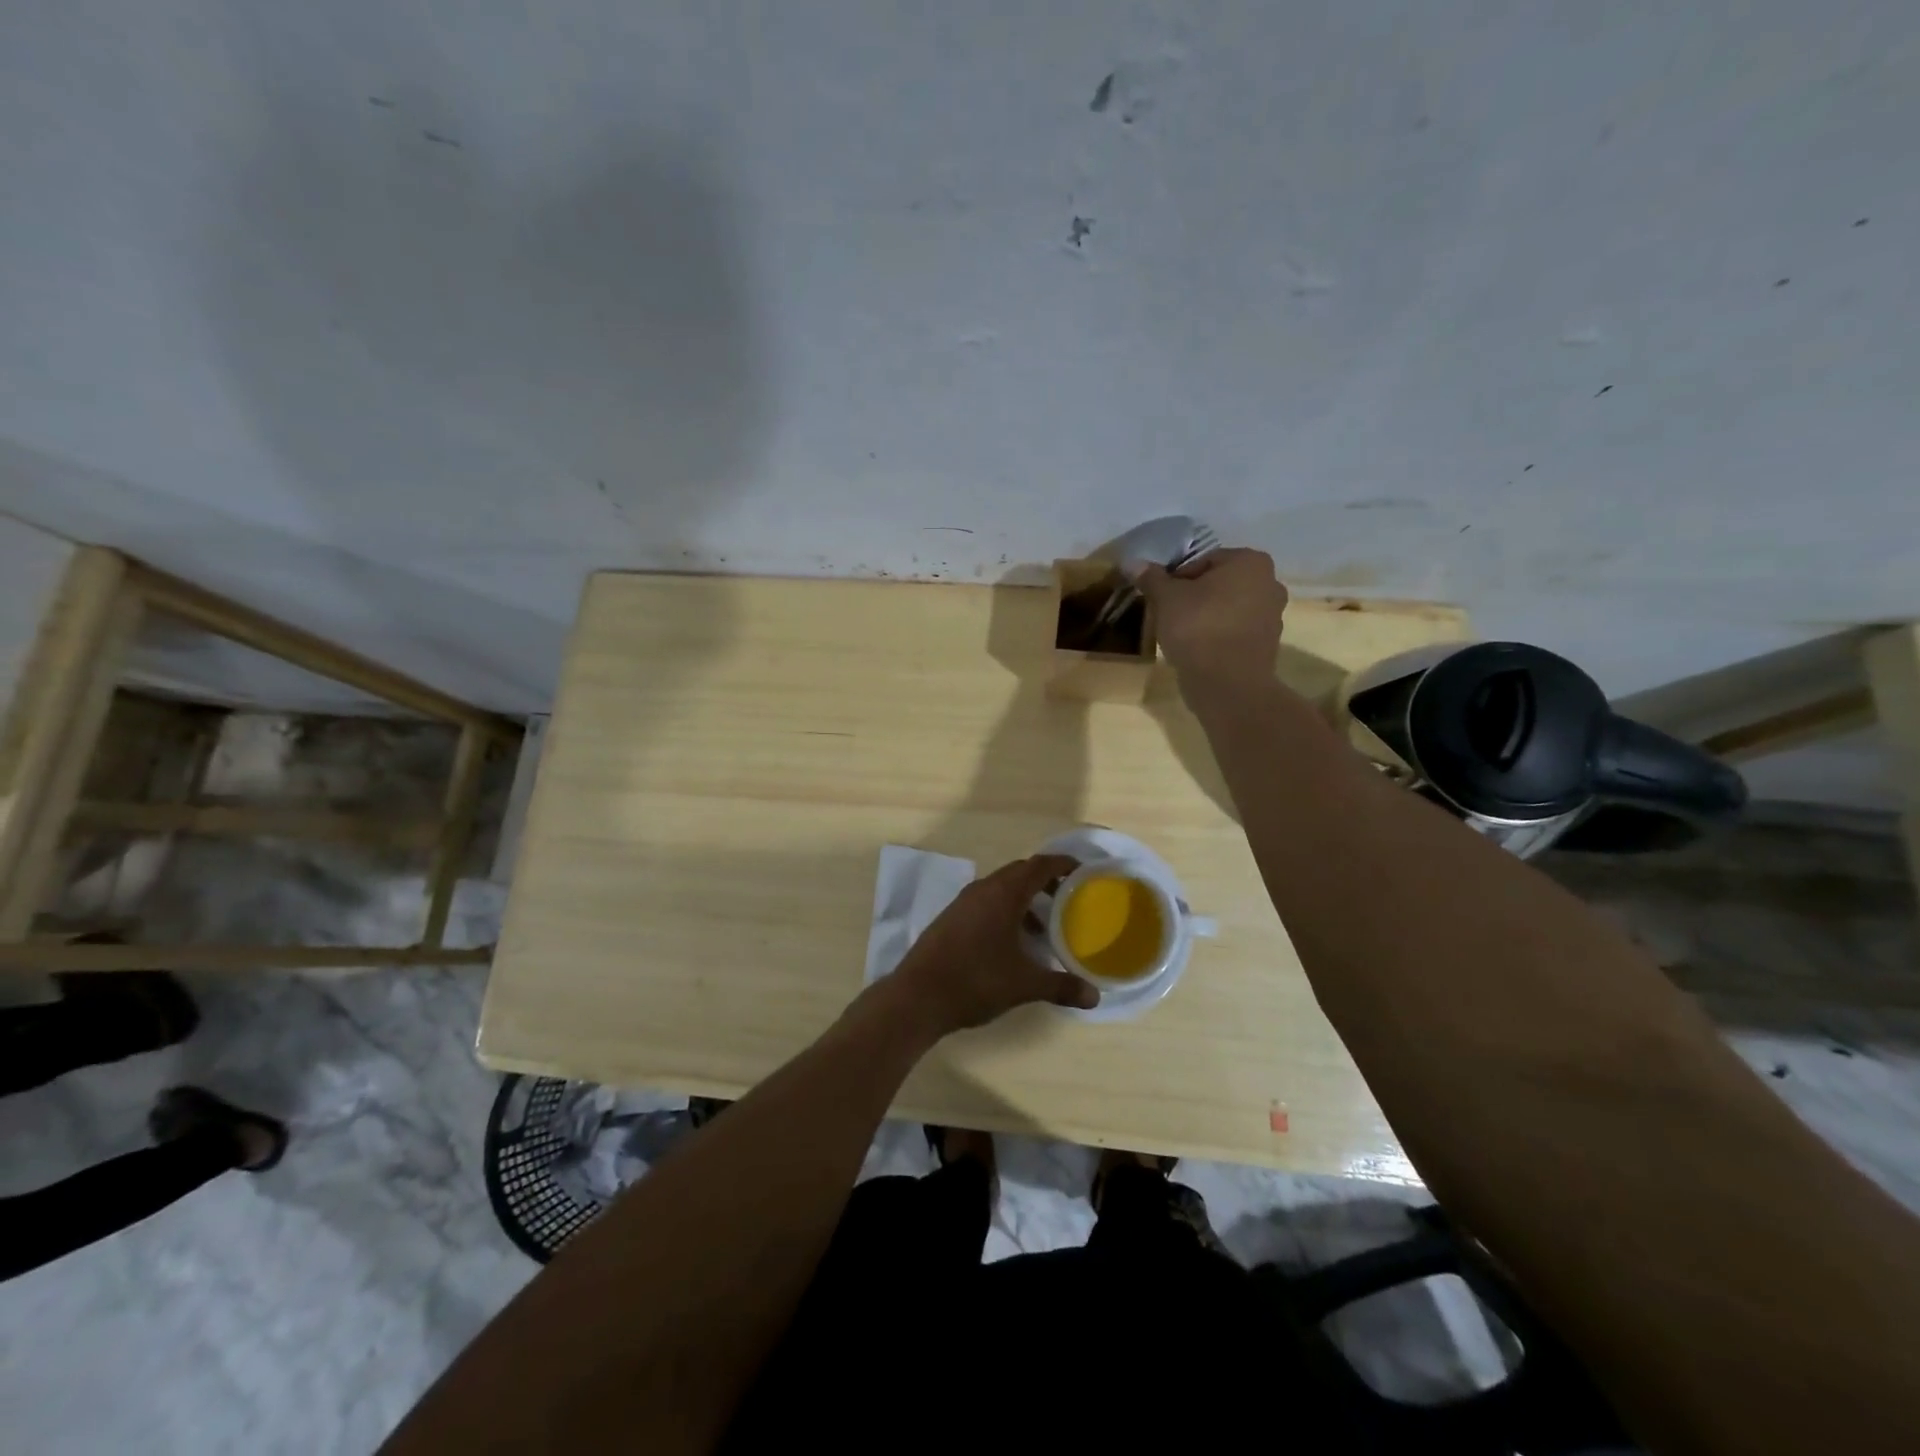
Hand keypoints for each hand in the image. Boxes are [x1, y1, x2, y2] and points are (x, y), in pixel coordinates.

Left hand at [887, 855, 1096, 1037]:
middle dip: (1045, 881)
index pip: (1038, 866)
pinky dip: (1005, 912)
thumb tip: (1094, 996)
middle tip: (1067, 898)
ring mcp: (963, 903)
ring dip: (1024, 900)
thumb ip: (1060, 986)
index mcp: (1003, 894)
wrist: (918, 996)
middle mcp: (983, 890)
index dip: (1062, 864)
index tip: (1082, 871)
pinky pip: (985, 903)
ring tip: (1043, 927)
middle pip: (1019, 873)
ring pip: (1000, 889)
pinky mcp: (950, 919)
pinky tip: (1011, 943)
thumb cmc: (976, 981)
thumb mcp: (1024, 985)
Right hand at [1130, 547, 1287, 688]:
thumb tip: (1133, 563)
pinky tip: (1197, 650)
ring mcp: (1273, 616)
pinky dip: (1218, 636)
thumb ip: (1151, 578)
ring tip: (1180, 634)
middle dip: (1194, 596)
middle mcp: (1270, 582)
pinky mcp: (1267, 645)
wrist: (1227, 685)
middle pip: (1219, 584)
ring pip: (1228, 608)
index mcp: (1250, 561)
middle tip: (1168, 614)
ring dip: (1206, 616)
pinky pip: (1235, 632)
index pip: (1203, 561)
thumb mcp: (1166, 599)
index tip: (1161, 598)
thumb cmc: (1198, 628)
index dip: (1176, 578)